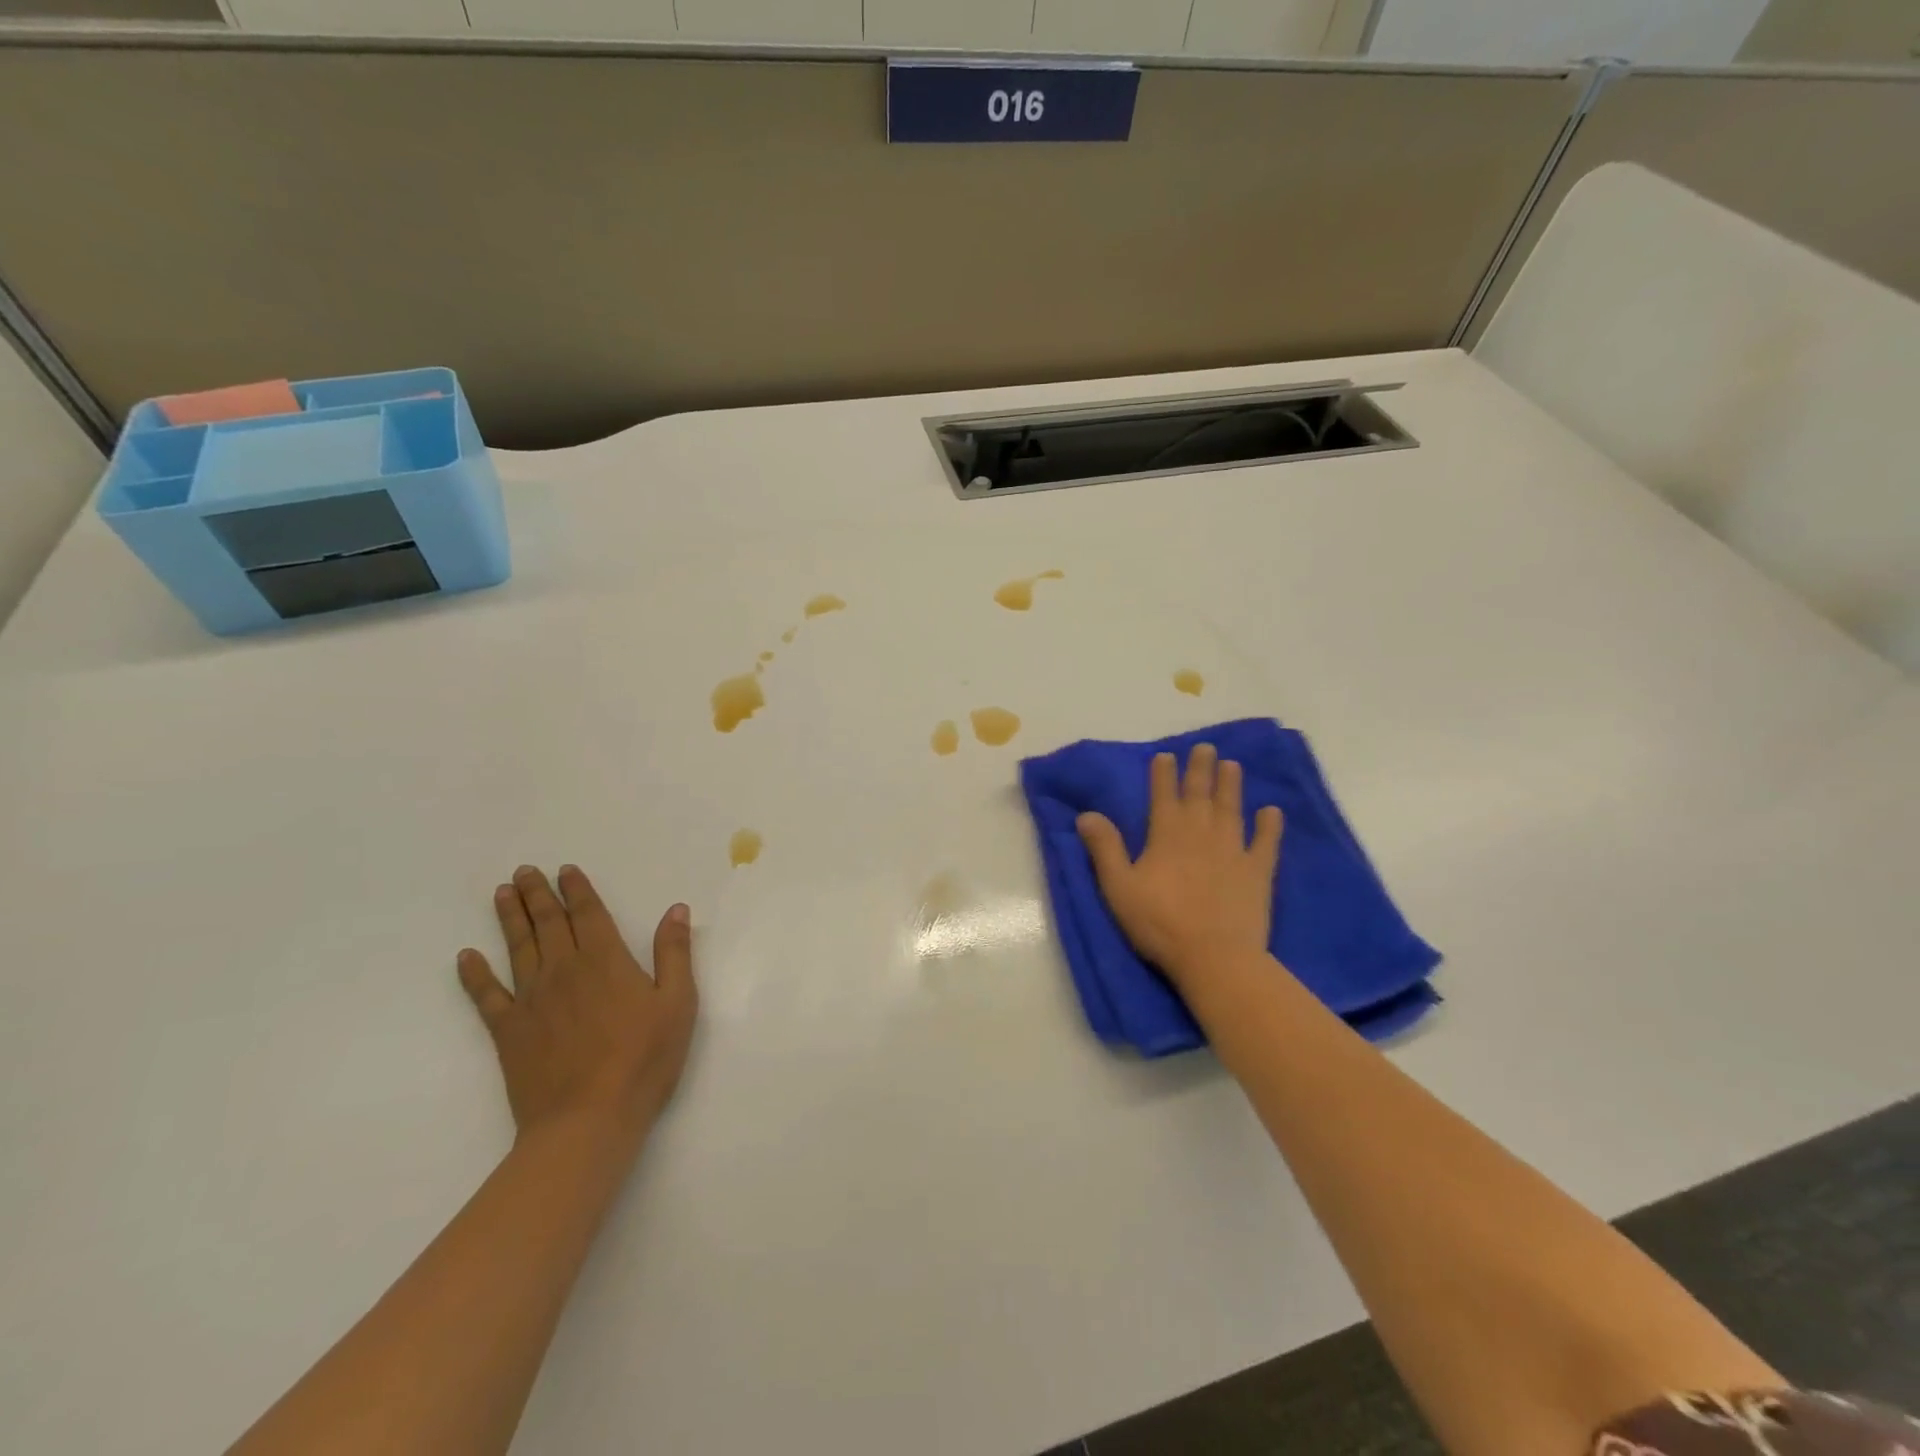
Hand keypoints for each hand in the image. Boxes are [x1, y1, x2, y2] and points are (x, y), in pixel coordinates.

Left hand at [457, 865, 697, 1147]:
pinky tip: (465, 957)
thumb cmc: (644, 1060)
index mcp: (606, 960)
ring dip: (509, 918)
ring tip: (502, 893)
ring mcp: (531, 1000)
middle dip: (538, 895)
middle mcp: (564, 970)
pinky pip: (486, 996)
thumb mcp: (678, 1003)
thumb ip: (674, 953)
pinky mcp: (508, 1032)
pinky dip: (474, 975)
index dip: (577, 890)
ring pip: (517, 948)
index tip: (565, 869)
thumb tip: (676, 909)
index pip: (587, 914)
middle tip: (524, 871)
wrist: (587, 1120)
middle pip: (548, 924)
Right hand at [1076, 744, 1282, 987]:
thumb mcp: (1119, 887)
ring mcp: (1233, 850)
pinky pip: (1266, 843)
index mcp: (1166, 835)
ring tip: (1233, 765)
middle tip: (1205, 747)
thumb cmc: (1159, 923)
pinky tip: (1272, 811)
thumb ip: (1104, 848)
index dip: (1163, 774)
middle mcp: (1201, 833)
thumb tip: (1087, 814)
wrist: (1214, 957)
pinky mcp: (1257, 872)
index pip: (1163, 796)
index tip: (1166, 755)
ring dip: (1231, 786)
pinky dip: (1270, 826)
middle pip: (1200, 795)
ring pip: (1231, 809)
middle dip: (1200, 770)